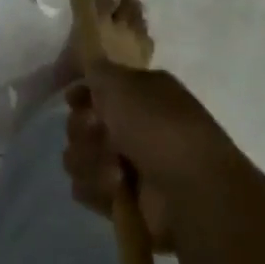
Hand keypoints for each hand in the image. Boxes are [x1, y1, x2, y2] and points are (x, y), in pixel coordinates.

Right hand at [63, 62, 249, 251]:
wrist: (192, 192)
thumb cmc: (159, 128)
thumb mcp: (123, 83)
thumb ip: (97, 69)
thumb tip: (86, 66)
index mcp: (141, 92)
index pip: (97, 87)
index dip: (81, 92)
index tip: (72, 99)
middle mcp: (134, 125)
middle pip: (81, 122)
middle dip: (82, 129)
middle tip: (99, 133)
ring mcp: (127, 162)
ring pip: (79, 155)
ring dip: (90, 160)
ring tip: (116, 170)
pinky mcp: (121, 197)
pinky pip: (86, 187)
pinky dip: (98, 187)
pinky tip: (116, 190)